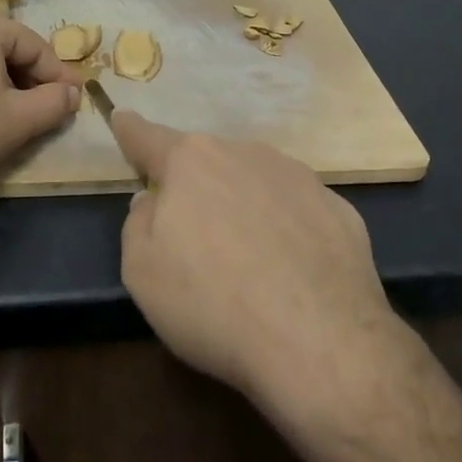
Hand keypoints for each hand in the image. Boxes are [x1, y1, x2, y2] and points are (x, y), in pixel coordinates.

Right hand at [109, 113, 402, 417]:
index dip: (131, 131)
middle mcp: (245, 154)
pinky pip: (296, 211)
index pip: (148, 138)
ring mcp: (299, 178)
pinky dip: (285, 229)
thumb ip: (138, 225)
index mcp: (191, 162)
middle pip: (206, 161)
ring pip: (254, 181)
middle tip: (191, 233)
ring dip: (241, 204)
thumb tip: (152, 203)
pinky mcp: (339, 209)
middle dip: (193, 184)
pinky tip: (289, 270)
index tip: (122, 118)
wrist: (321, 344)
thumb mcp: (142, 272)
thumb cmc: (212, 304)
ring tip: (245, 259)